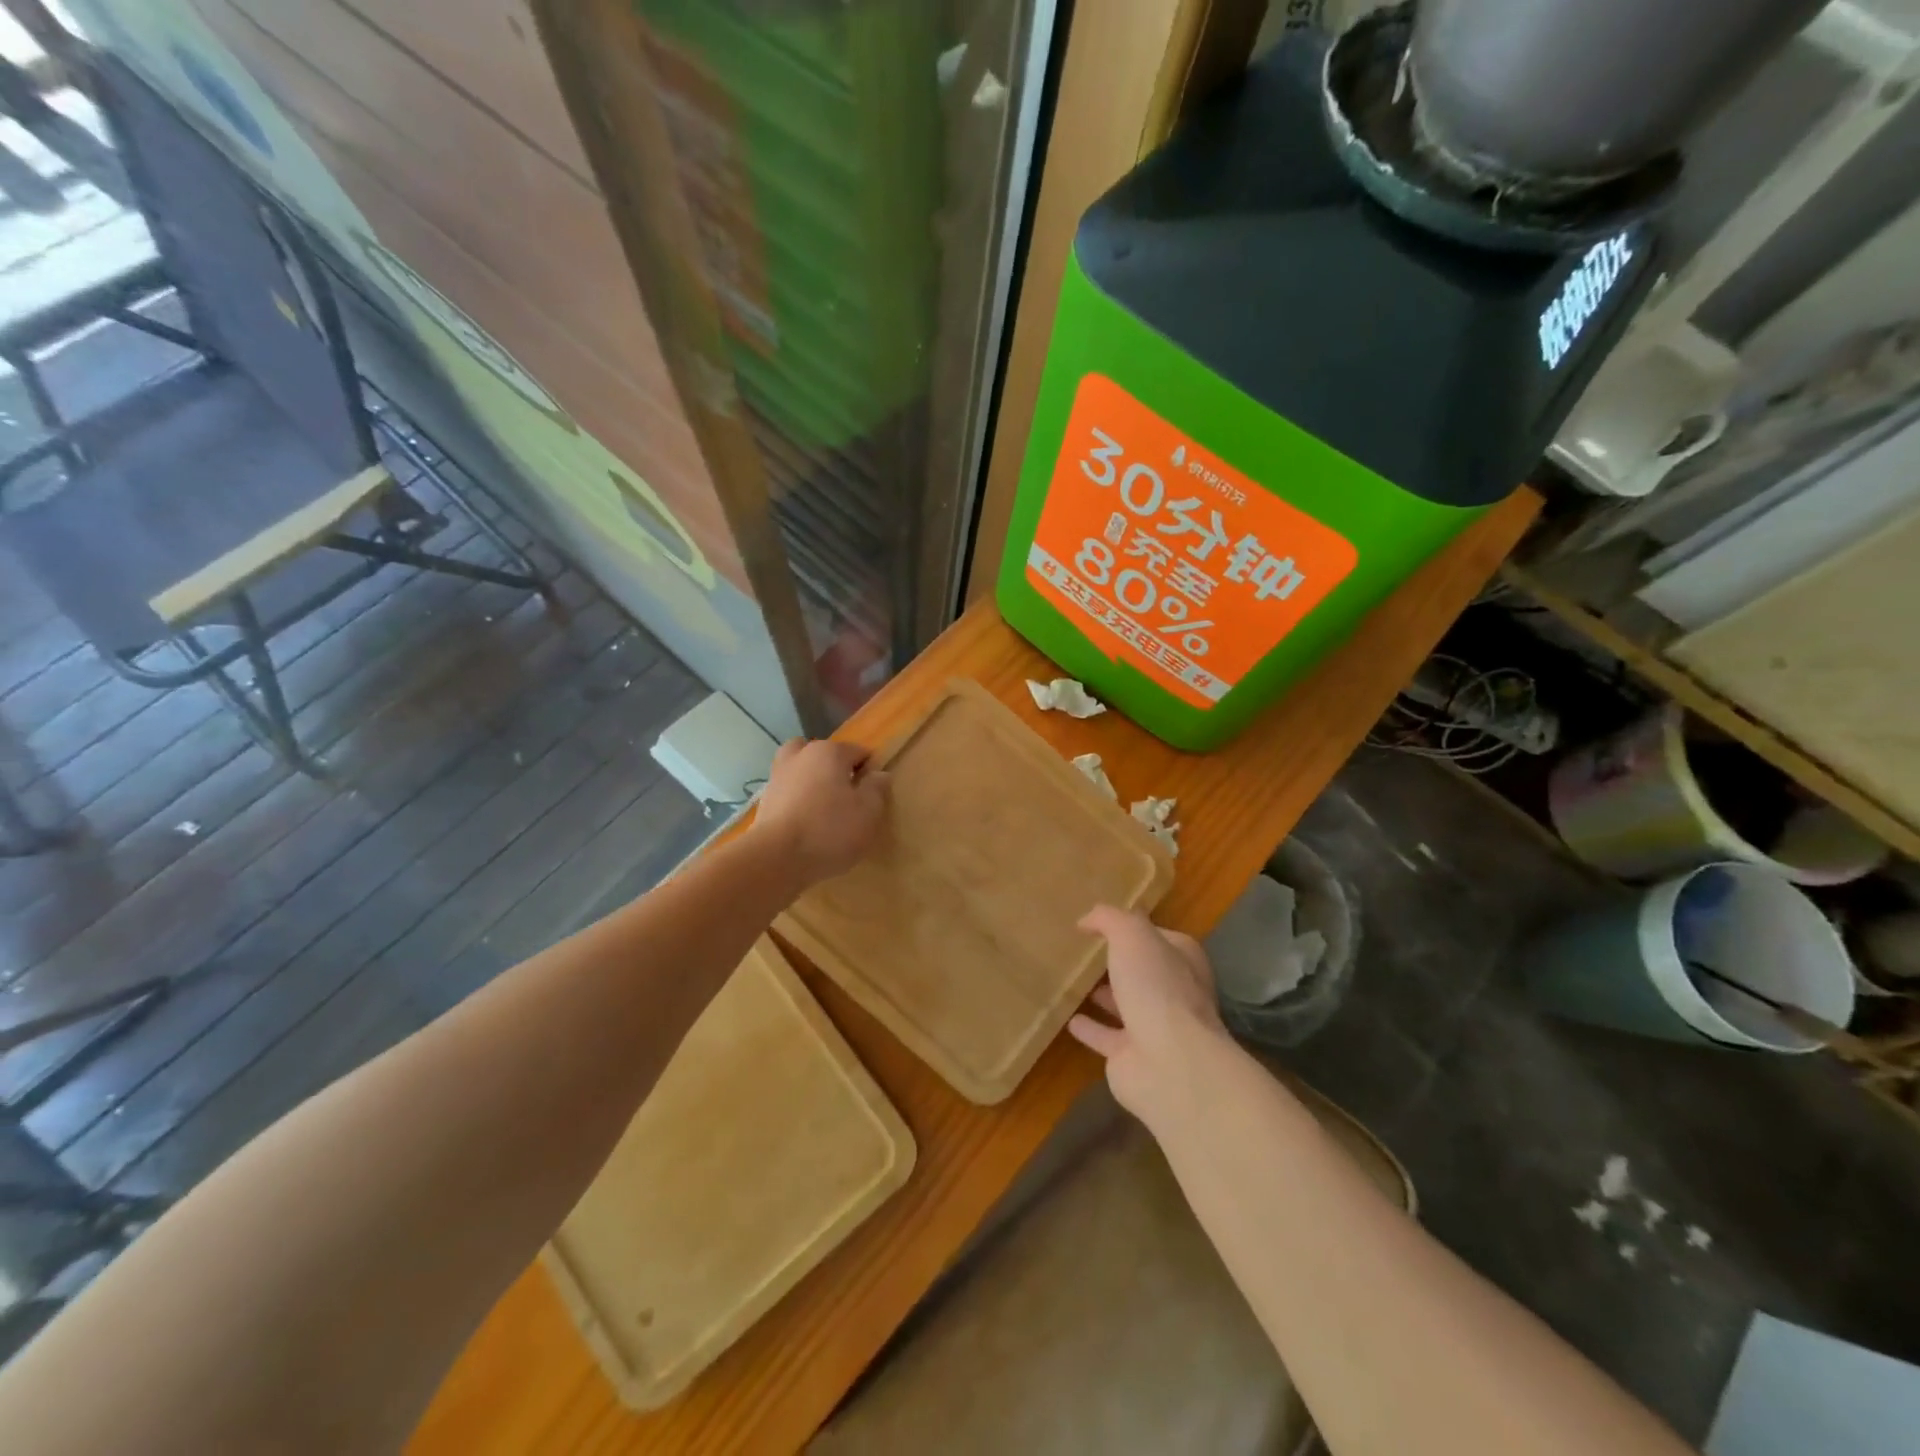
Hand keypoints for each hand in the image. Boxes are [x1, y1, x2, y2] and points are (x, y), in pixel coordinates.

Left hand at [753, 739, 890, 886]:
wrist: (776, 858)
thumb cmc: (830, 830)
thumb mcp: (868, 811)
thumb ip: (877, 788)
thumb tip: (879, 774)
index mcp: (829, 752)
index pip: (858, 752)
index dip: (870, 772)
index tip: (873, 796)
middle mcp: (800, 755)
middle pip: (824, 755)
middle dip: (836, 770)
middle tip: (846, 797)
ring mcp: (778, 776)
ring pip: (802, 770)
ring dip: (812, 782)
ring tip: (823, 809)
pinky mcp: (764, 800)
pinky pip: (788, 792)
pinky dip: (797, 800)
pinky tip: (805, 823)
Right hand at [1069, 905, 1232, 1129]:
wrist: (1169, 1064)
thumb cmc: (1156, 988)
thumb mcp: (1132, 935)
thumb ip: (1109, 919)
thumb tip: (1086, 920)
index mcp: (1181, 961)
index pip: (1158, 937)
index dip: (1133, 929)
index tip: (1101, 924)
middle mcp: (1173, 993)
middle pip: (1142, 972)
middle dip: (1119, 964)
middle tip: (1085, 952)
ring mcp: (1154, 1028)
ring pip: (1125, 1005)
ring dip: (1104, 996)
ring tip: (1074, 982)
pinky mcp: (1132, 1058)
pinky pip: (1105, 1037)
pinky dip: (1090, 1029)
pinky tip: (1068, 1019)